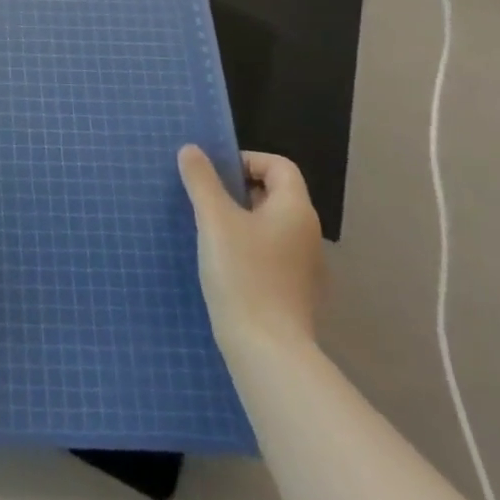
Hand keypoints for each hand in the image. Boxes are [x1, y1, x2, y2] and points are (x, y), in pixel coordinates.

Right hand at [178, 147, 323, 359]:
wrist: (267, 350)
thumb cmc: (242, 273)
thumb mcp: (214, 219)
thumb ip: (202, 180)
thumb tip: (191, 150)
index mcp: (296, 210)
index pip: (279, 165)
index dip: (247, 160)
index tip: (215, 175)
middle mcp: (308, 234)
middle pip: (275, 194)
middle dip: (239, 190)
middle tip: (205, 200)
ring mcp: (306, 267)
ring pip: (272, 226)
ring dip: (242, 221)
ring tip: (209, 232)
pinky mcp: (296, 293)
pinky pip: (272, 254)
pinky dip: (249, 249)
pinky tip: (225, 266)